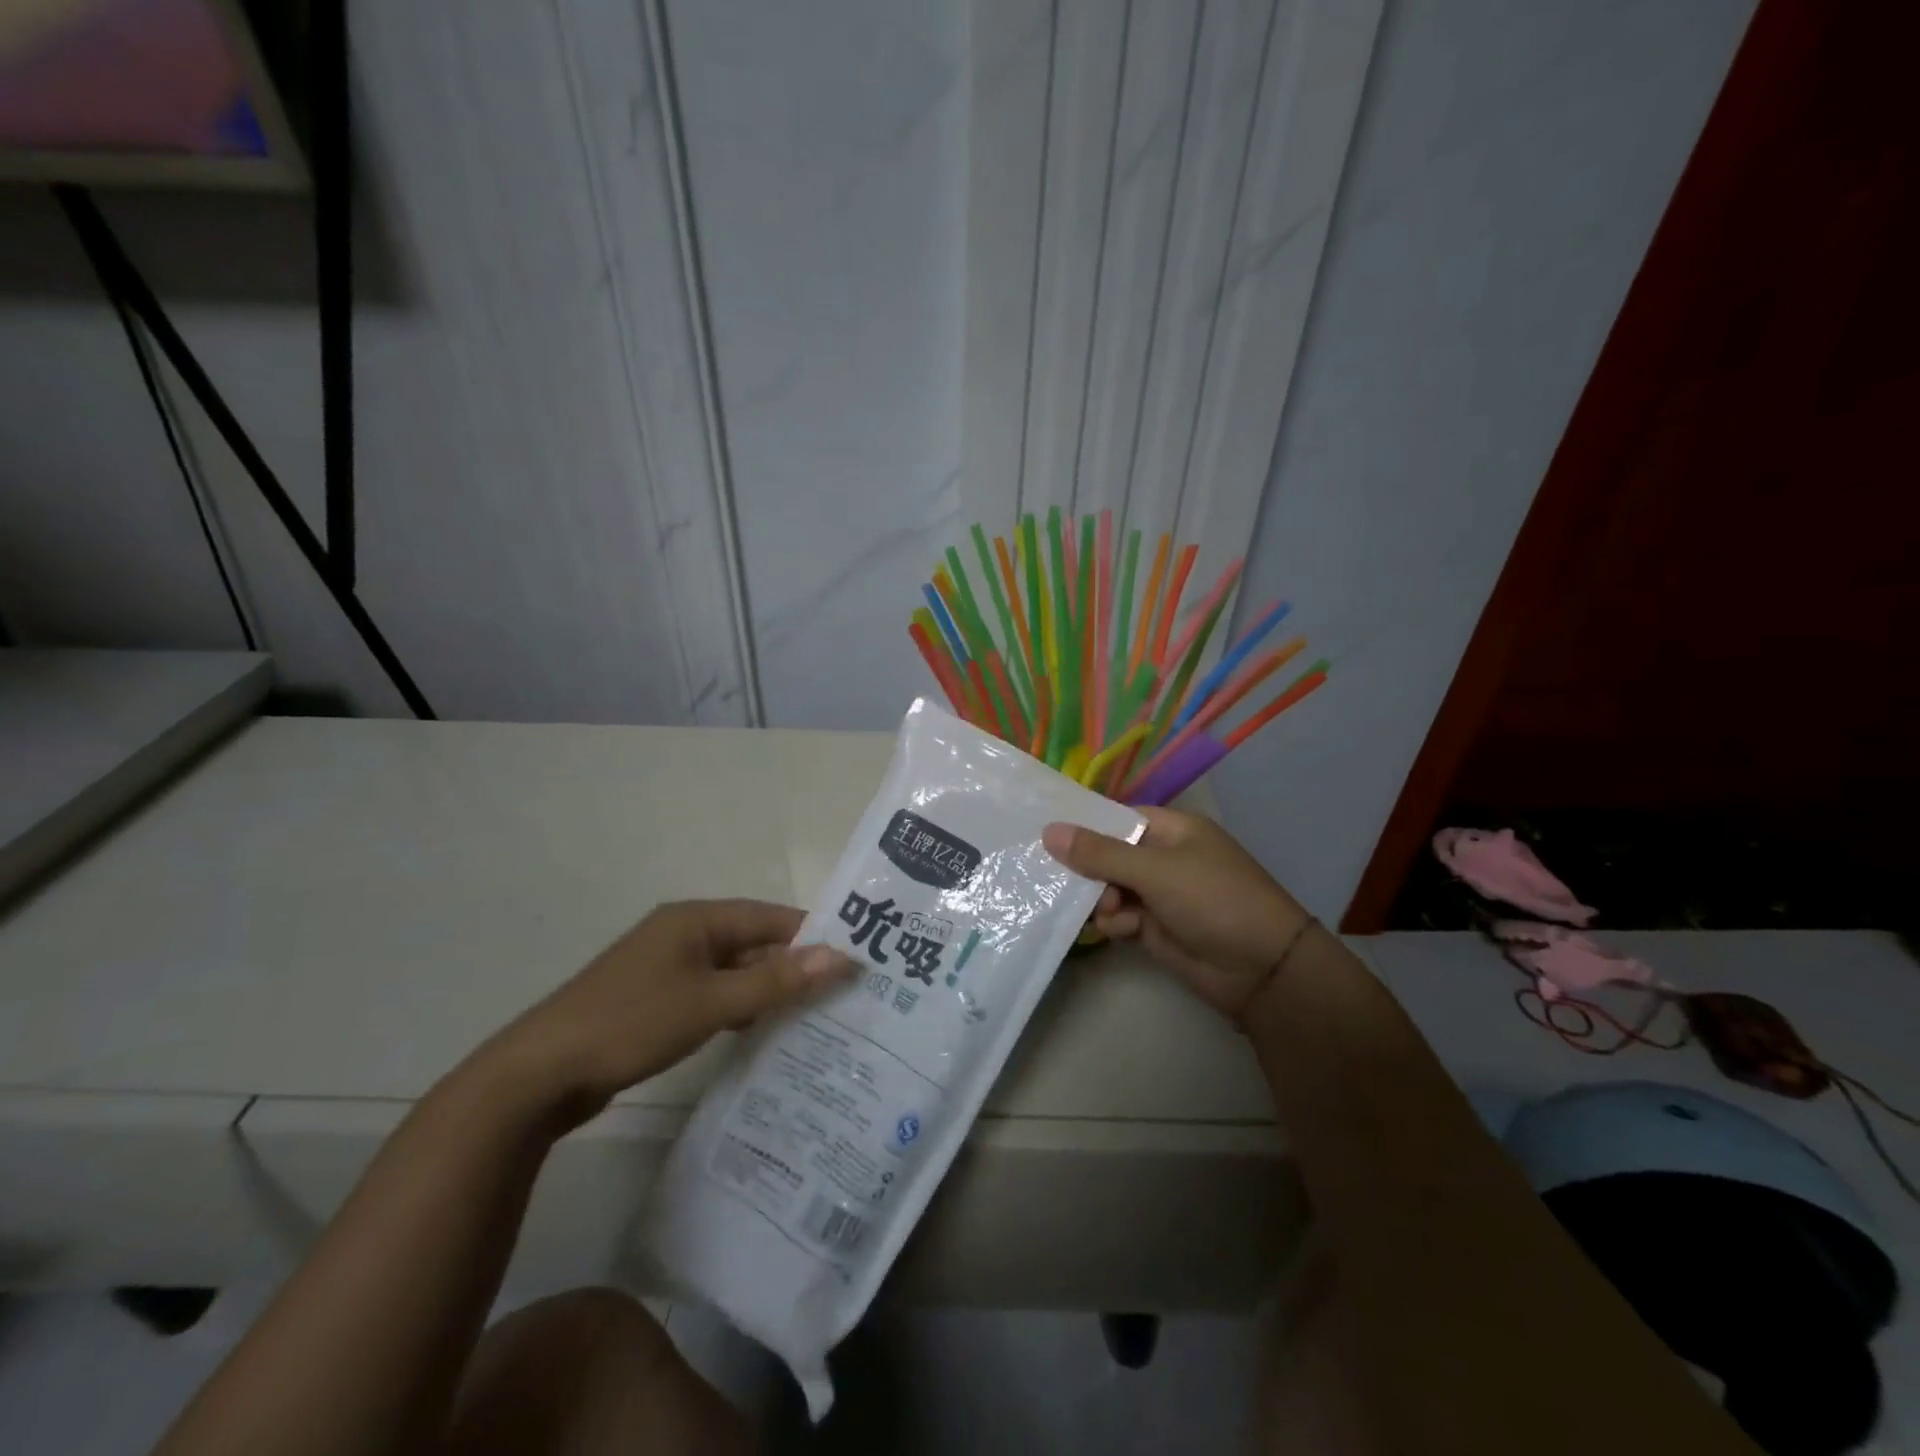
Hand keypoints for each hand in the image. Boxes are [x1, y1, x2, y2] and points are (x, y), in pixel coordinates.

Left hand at [487, 900, 854, 1124]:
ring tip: (814, 1017)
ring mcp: (667, 968)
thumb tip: (841, 956)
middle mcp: (684, 934)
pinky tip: (761, 1033)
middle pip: (754, 944)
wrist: (539, 1075)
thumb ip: (776, 982)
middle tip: (842, 995)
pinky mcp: (655, 1001)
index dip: (813, 936)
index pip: (771, 918)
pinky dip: (738, 1008)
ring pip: (734, 972)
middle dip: (793, 968)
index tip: (854, 960)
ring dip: (767, 991)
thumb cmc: (631, 1023)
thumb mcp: (711, 1003)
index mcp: (696, 919)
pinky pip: (712, 995)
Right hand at [1043, 809, 1312, 1024]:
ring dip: (1100, 900)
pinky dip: (1113, 922)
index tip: (1045, 837)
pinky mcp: (1154, 927)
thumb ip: (1100, 853)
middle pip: (1107, 854)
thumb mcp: (1155, 870)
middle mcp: (1162, 857)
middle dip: (1088, 869)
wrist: (1261, 970)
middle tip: (1068, 883)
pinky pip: (1119, 916)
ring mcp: (1158, 894)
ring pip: (1108, 888)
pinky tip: (1120, 931)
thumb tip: (1049, 830)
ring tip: (1109, 911)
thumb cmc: (1213, 900)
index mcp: (1171, 829)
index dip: (1084, 827)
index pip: (1116, 819)